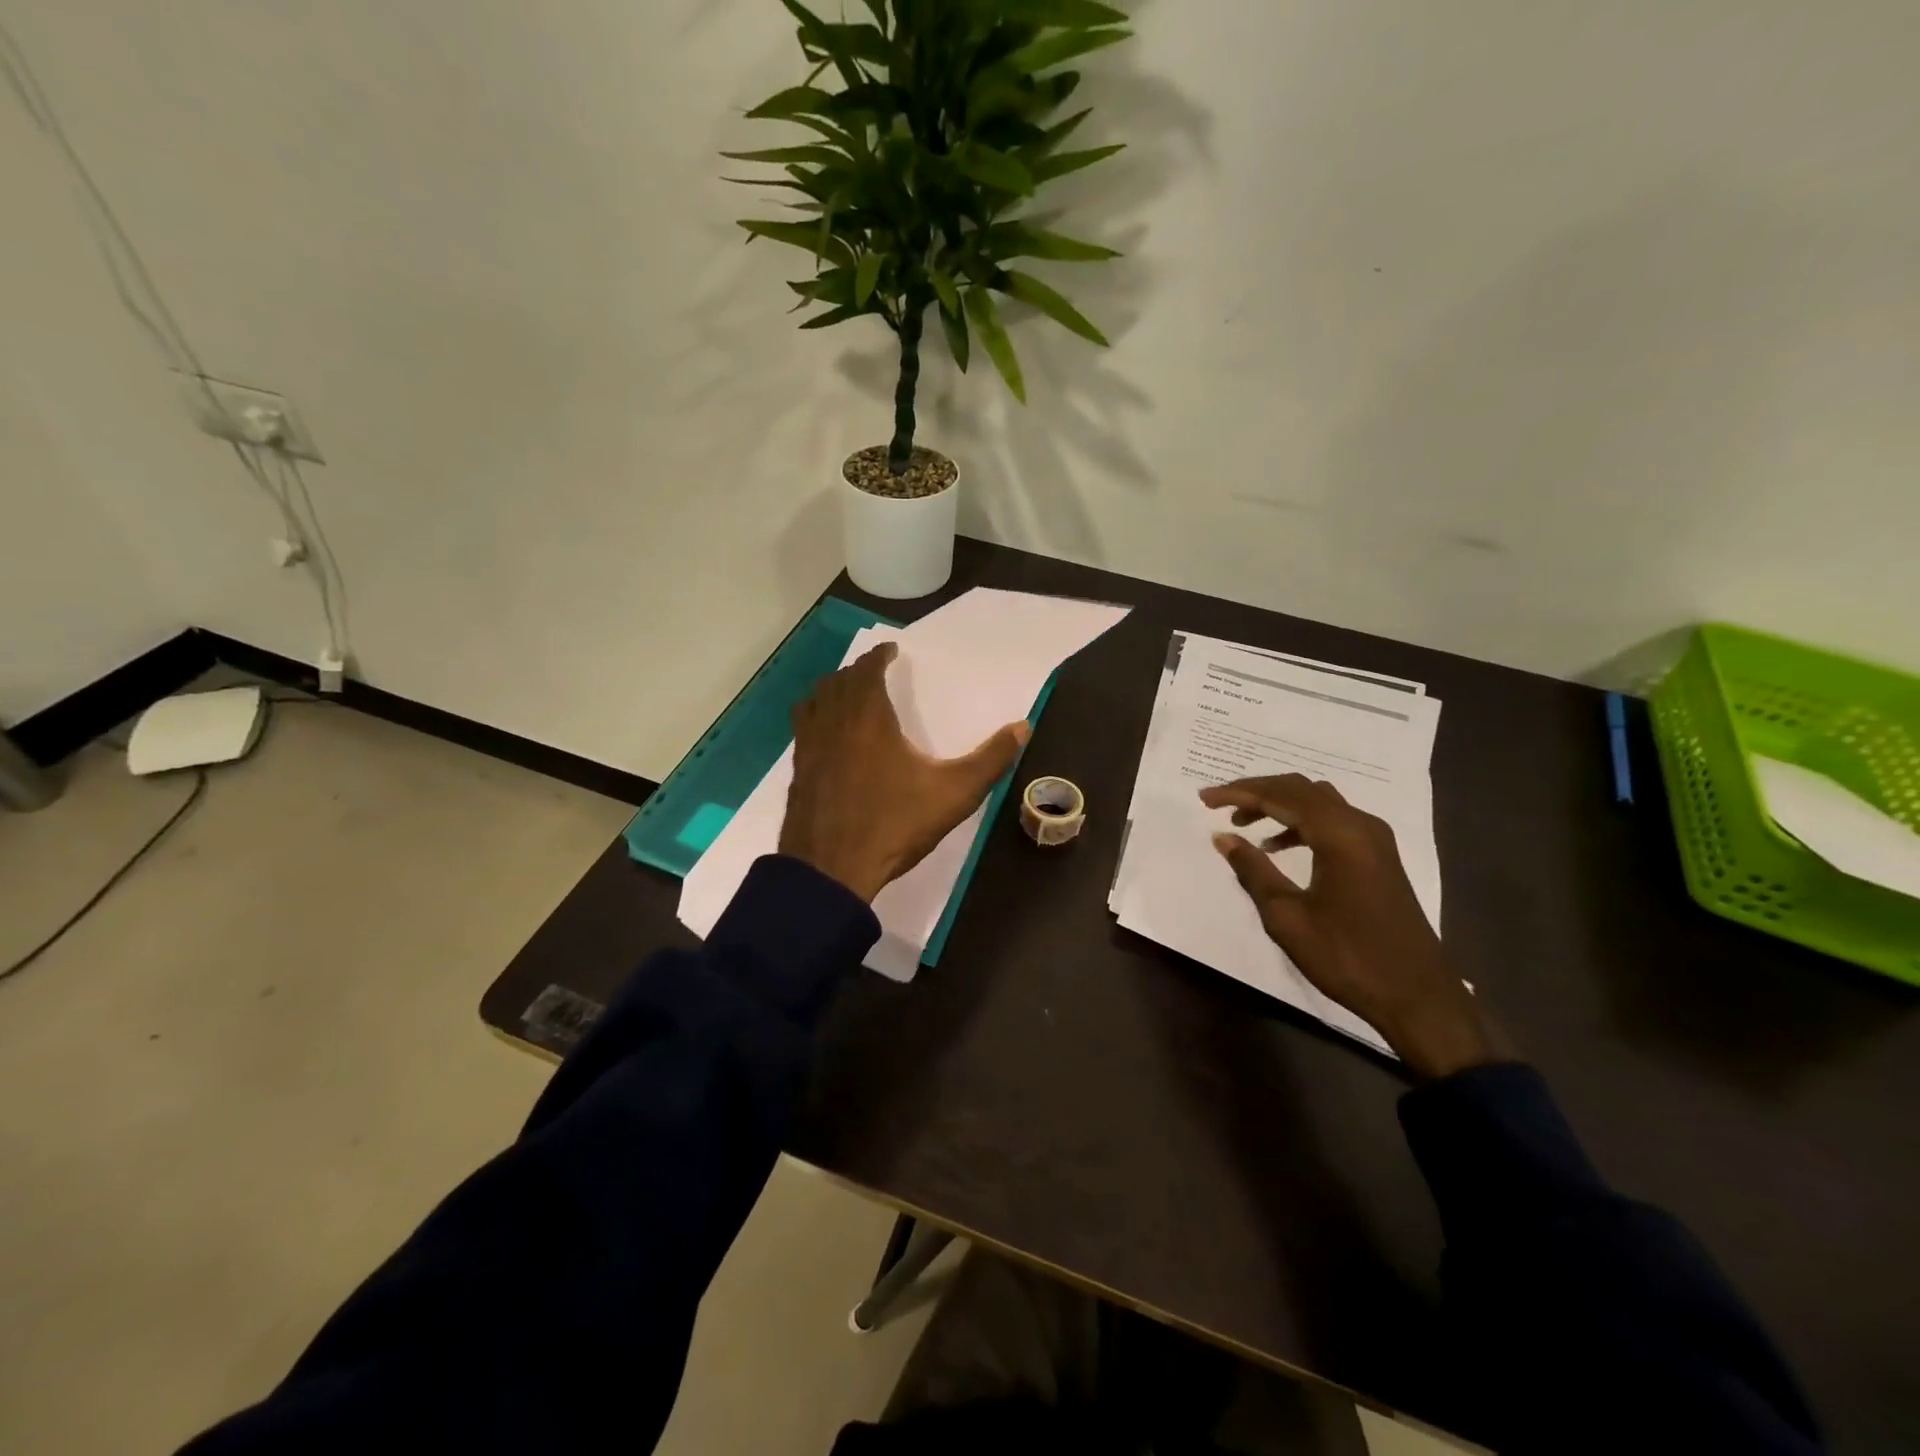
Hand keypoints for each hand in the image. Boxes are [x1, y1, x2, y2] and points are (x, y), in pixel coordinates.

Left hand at [780, 642, 1029, 902]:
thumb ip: (990, 760)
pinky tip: (827, 735)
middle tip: (873, 672)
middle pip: (838, 681)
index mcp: (868, 718)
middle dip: (856, 671)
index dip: (878, 656)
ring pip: (814, 700)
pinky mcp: (798, 770)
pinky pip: (803, 726)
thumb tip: (1024, 726)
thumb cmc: (894, 825)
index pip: (867, 670)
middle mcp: (833, 722)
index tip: (890, 651)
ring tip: (847, 694)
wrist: (831, 869)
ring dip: (831, 689)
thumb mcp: (954, 794)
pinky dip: (815, 715)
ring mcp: (809, 747)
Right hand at [1199, 774, 1509, 1079]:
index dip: (1239, 793)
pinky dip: (1299, 822)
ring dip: (1278, 804)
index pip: (1280, 796)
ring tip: (1242, 823)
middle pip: (1300, 789)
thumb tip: (1223, 837)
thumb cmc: (1347, 957)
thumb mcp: (1288, 917)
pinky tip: (1277, 846)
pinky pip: (1332, 820)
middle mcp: (1360, 825)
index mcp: (1339, 835)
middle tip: (1218, 804)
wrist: (1417, 996)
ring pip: (1318, 801)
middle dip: (1256, 792)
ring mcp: (1374, 839)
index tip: (1204, 799)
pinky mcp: (1379, 856)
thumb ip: (1253, 870)